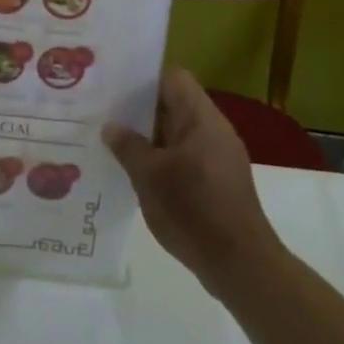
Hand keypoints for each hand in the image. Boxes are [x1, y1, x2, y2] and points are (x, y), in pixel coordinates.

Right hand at [104, 67, 283, 296]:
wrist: (240, 265)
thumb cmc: (194, 210)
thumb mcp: (149, 176)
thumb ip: (128, 146)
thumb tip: (111, 126)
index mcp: (201, 118)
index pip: (172, 77)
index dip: (142, 78)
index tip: (112, 86)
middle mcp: (213, 130)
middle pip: (173, 104)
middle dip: (139, 110)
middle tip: (102, 114)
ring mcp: (218, 156)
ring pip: (176, 133)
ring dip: (148, 137)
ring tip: (111, 143)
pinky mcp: (218, 181)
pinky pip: (184, 156)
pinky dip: (161, 159)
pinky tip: (135, 174)